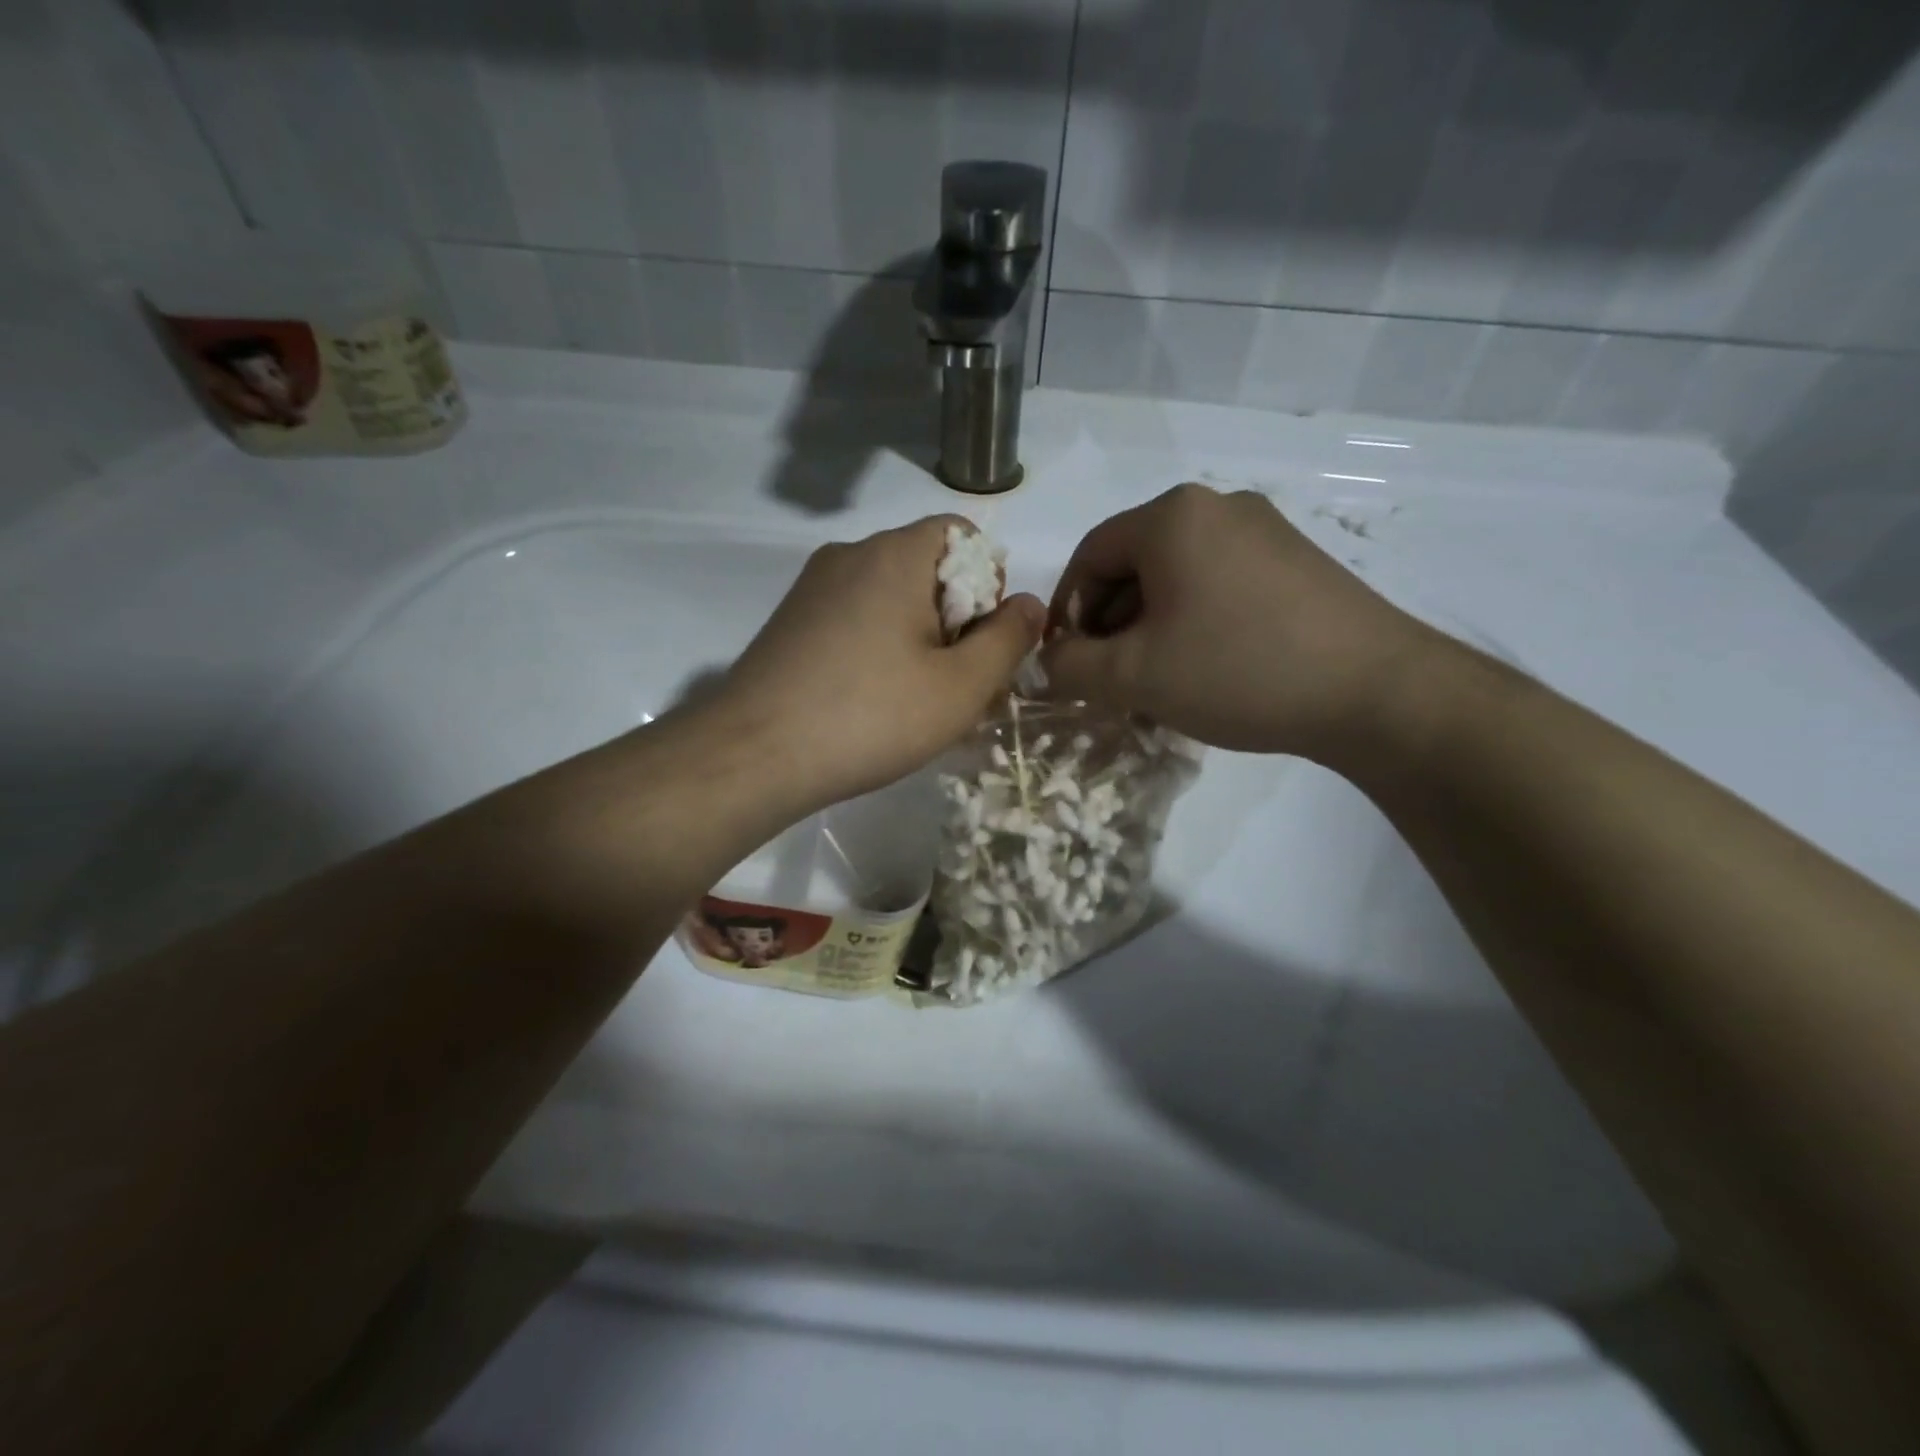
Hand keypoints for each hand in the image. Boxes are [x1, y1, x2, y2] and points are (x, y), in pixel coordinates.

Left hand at [714, 516, 1042, 808]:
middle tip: (957, 685)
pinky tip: (873, 701)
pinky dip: (879, 648)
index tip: (980, 644)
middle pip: (927, 569)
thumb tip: (1031, 604)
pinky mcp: (790, 622)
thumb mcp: (961, 687)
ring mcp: (812, 587)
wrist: (754, 755)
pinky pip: (854, 619)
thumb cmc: (871, 716)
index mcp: (895, 554)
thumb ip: (1008, 639)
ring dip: (919, 639)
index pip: (963, 537)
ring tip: (917, 701)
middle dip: (956, 619)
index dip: (988, 586)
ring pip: (890, 599)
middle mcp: (850, 554)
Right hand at [1042, 484, 1438, 759]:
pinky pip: (1218, 585)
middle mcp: (1218, 507)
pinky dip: (1192, 623)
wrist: (1375, 691)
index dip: (1067, 610)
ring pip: (1176, 578)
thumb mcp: (1134, 676)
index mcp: (1172, 517)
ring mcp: (1265, 531)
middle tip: (1108, 678)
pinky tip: (1202, 669)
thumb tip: (1048, 660)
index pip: (1090, 555)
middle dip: (1110, 623)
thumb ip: (1070, 666)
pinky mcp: (1296, 562)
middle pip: (1134, 563)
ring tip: (1153, 682)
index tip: (1066, 661)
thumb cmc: (1237, 670)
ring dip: (1149, 628)